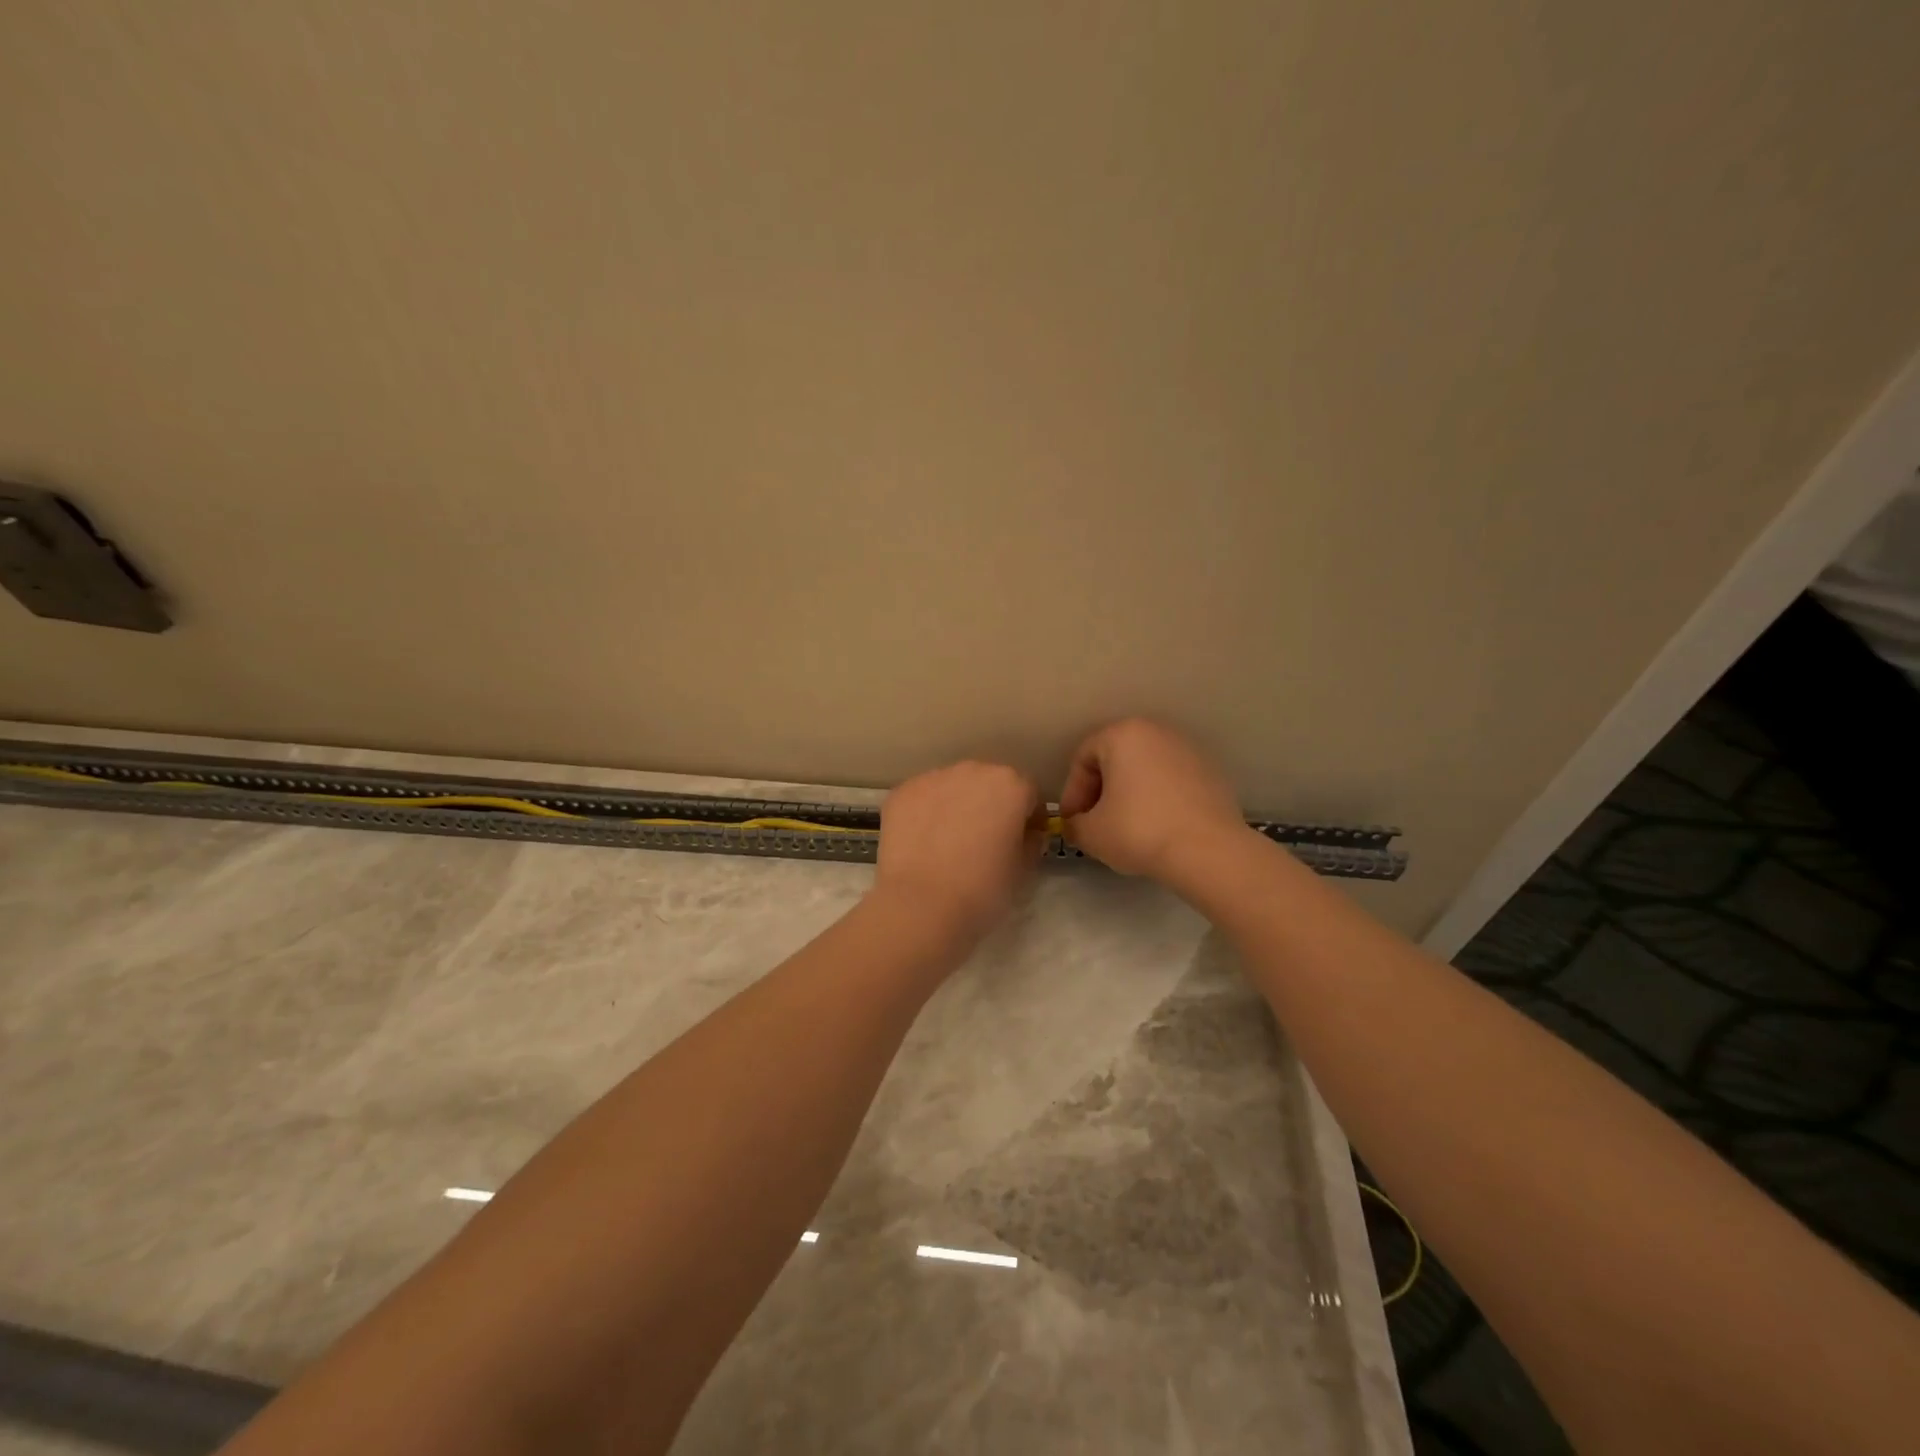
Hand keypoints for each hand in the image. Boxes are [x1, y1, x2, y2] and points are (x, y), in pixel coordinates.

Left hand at [872, 760, 1044, 942]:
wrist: (921, 905)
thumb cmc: (983, 889)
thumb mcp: (1023, 869)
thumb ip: (1031, 841)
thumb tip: (1026, 833)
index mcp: (1010, 785)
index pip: (1028, 793)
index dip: (1027, 817)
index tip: (1022, 839)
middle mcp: (972, 770)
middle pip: (988, 782)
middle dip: (990, 804)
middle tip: (984, 840)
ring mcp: (933, 778)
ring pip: (953, 787)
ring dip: (956, 805)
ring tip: (948, 842)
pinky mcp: (902, 792)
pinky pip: (922, 798)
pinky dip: (925, 813)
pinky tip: (922, 843)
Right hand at [1058, 719, 1250, 883]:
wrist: (1209, 852)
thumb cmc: (1139, 831)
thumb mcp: (1090, 833)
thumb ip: (1073, 824)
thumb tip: (1076, 825)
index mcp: (1123, 734)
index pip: (1083, 758)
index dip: (1072, 792)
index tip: (1073, 822)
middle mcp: (1157, 732)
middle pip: (1115, 759)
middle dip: (1101, 791)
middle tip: (1096, 823)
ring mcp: (1189, 750)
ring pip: (1145, 770)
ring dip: (1129, 794)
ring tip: (1126, 827)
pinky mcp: (1212, 772)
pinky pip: (1171, 782)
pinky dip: (1158, 799)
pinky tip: (1157, 828)